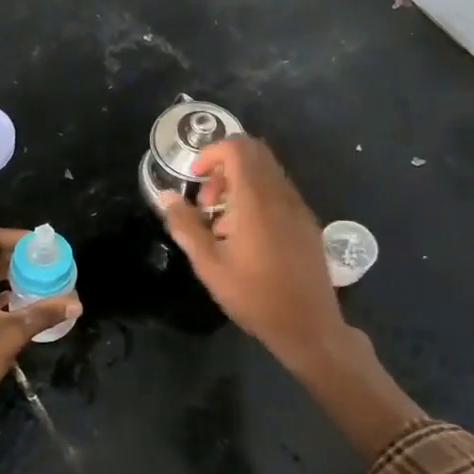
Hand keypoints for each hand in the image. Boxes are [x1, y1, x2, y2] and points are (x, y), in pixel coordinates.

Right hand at [158, 136, 349, 370]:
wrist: (308, 326)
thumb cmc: (254, 296)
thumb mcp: (209, 265)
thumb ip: (186, 226)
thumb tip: (166, 197)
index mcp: (257, 200)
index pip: (238, 148)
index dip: (211, 153)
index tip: (195, 179)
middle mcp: (282, 195)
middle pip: (255, 153)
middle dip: (224, 167)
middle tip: (208, 203)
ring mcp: (299, 208)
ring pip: (268, 172)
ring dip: (241, 184)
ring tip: (223, 224)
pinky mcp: (307, 223)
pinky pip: (280, 192)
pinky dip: (258, 198)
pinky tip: (247, 236)